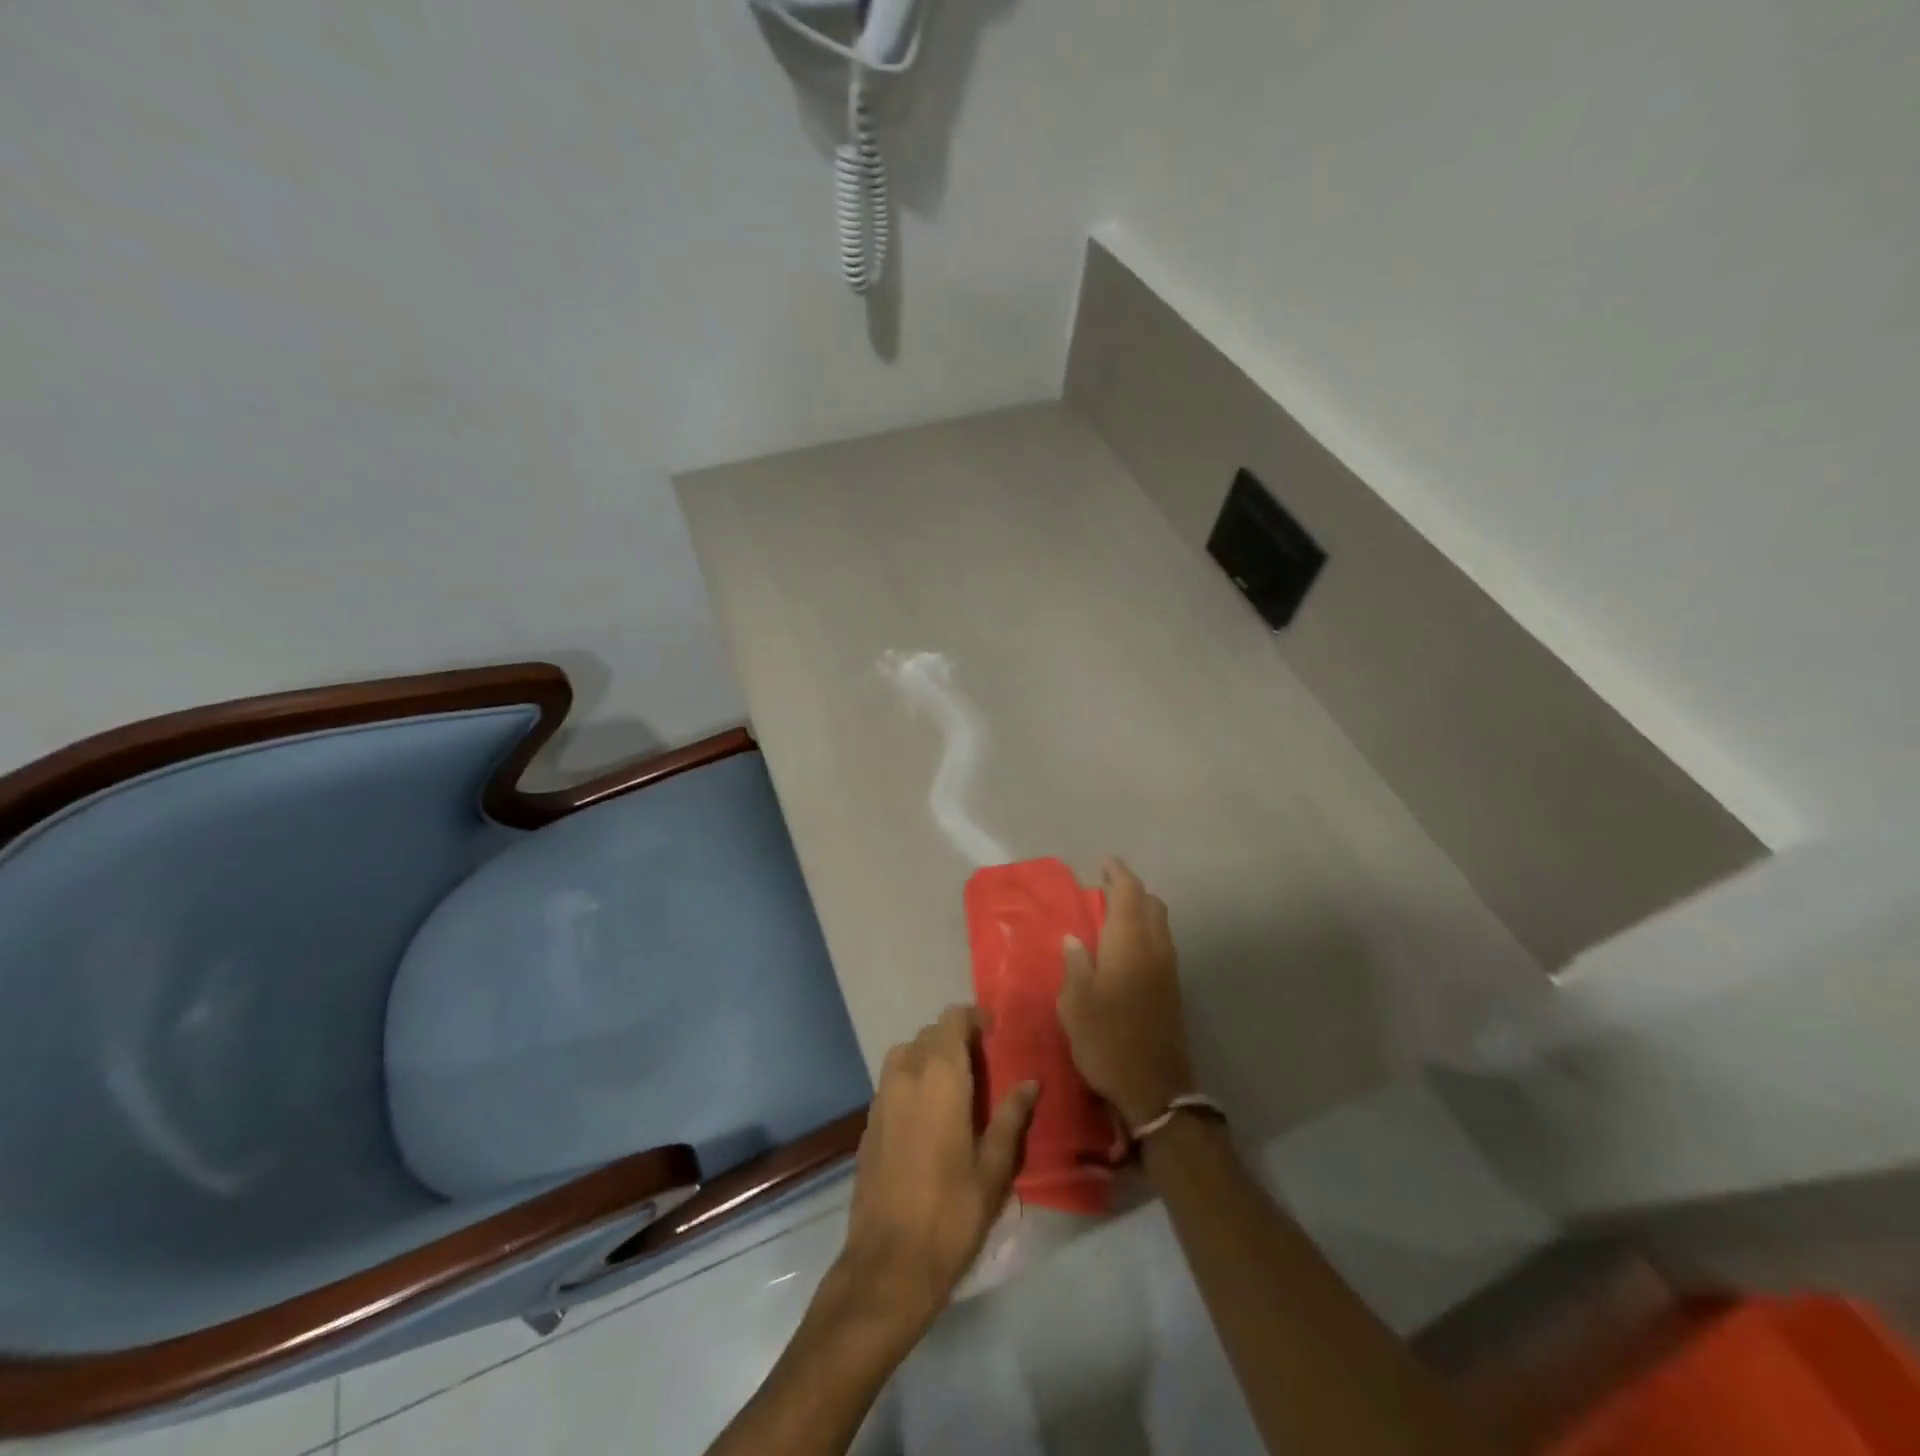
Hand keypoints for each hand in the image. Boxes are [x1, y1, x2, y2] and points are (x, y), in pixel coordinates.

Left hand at [835, 1006, 1037, 1342]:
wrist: (888, 1264)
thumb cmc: (951, 1213)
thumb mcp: (994, 1168)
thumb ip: (1011, 1117)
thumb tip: (1030, 1083)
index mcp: (939, 1076)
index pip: (952, 1019)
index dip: (974, 1019)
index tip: (996, 1037)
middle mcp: (905, 1075)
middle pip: (929, 1034)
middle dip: (956, 1040)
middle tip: (983, 1068)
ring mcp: (881, 1098)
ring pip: (906, 1054)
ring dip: (930, 1058)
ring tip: (956, 1090)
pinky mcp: (867, 1123)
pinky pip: (892, 1083)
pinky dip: (912, 1083)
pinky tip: (929, 1119)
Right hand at [1058, 857, 1197, 1127]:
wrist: (1155, 1089)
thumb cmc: (1107, 1041)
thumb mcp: (1076, 1004)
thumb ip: (1076, 965)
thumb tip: (1075, 939)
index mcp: (1129, 944)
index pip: (1129, 894)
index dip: (1118, 874)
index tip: (1105, 862)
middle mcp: (1154, 949)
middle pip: (1151, 905)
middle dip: (1132, 890)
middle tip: (1106, 887)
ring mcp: (1168, 970)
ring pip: (1160, 924)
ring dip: (1141, 910)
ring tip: (1114, 914)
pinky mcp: (1173, 990)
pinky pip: (1161, 943)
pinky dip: (1146, 931)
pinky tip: (1126, 948)